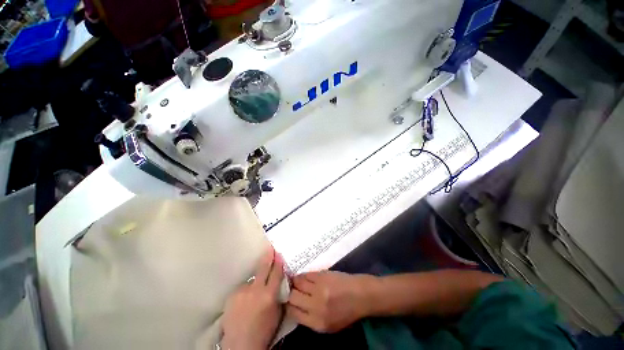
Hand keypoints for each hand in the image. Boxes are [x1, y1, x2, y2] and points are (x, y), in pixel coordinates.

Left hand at [222, 248, 284, 349]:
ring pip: (251, 279)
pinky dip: (245, 291)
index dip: (278, 262)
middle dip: (268, 257)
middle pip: (263, 268)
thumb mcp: (277, 313)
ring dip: (255, 281)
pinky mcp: (232, 295)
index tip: (279, 253)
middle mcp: (255, 290)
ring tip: (254, 292)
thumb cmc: (263, 331)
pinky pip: (242, 288)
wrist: (240, 345)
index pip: (276, 273)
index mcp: (269, 295)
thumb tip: (279, 281)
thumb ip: (278, 294)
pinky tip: (244, 301)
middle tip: (270, 248)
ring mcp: (242, 292)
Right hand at [286, 271, 373, 332]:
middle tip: (290, 290)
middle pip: (292, 296)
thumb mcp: (329, 325)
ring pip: (297, 282)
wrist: (361, 295)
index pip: (292, 313)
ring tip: (296, 282)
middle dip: (289, 293)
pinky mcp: (322, 275)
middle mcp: (316, 306)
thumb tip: (294, 307)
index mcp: (317, 323)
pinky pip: (306, 274)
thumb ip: (310, 319)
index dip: (287, 306)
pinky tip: (304, 277)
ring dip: (294, 282)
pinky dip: (302, 276)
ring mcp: (319, 288)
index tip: (287, 301)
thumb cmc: (346, 313)